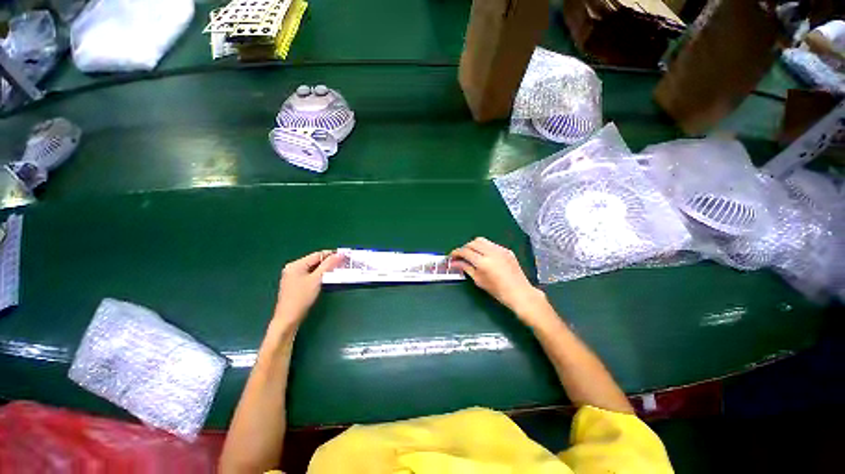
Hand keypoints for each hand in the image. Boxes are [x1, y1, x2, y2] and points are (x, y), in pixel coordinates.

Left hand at [273, 250, 342, 326]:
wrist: (288, 319)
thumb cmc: (302, 298)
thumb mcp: (317, 280)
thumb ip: (328, 265)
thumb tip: (339, 254)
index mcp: (296, 265)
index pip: (317, 255)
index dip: (331, 254)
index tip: (344, 256)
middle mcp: (293, 268)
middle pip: (314, 261)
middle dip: (328, 262)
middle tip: (343, 264)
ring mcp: (293, 276)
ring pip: (313, 268)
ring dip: (324, 269)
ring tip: (337, 270)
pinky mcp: (295, 284)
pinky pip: (310, 275)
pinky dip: (319, 275)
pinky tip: (326, 278)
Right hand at [451, 238, 547, 318]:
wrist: (519, 292)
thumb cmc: (497, 291)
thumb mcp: (478, 280)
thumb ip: (466, 268)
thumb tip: (455, 263)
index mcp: (483, 262)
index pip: (465, 251)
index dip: (456, 253)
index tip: (451, 256)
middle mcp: (491, 252)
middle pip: (472, 243)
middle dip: (464, 248)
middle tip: (460, 256)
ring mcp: (500, 249)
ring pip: (482, 240)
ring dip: (473, 245)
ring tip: (471, 254)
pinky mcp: (506, 250)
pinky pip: (491, 244)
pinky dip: (484, 247)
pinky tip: (484, 256)